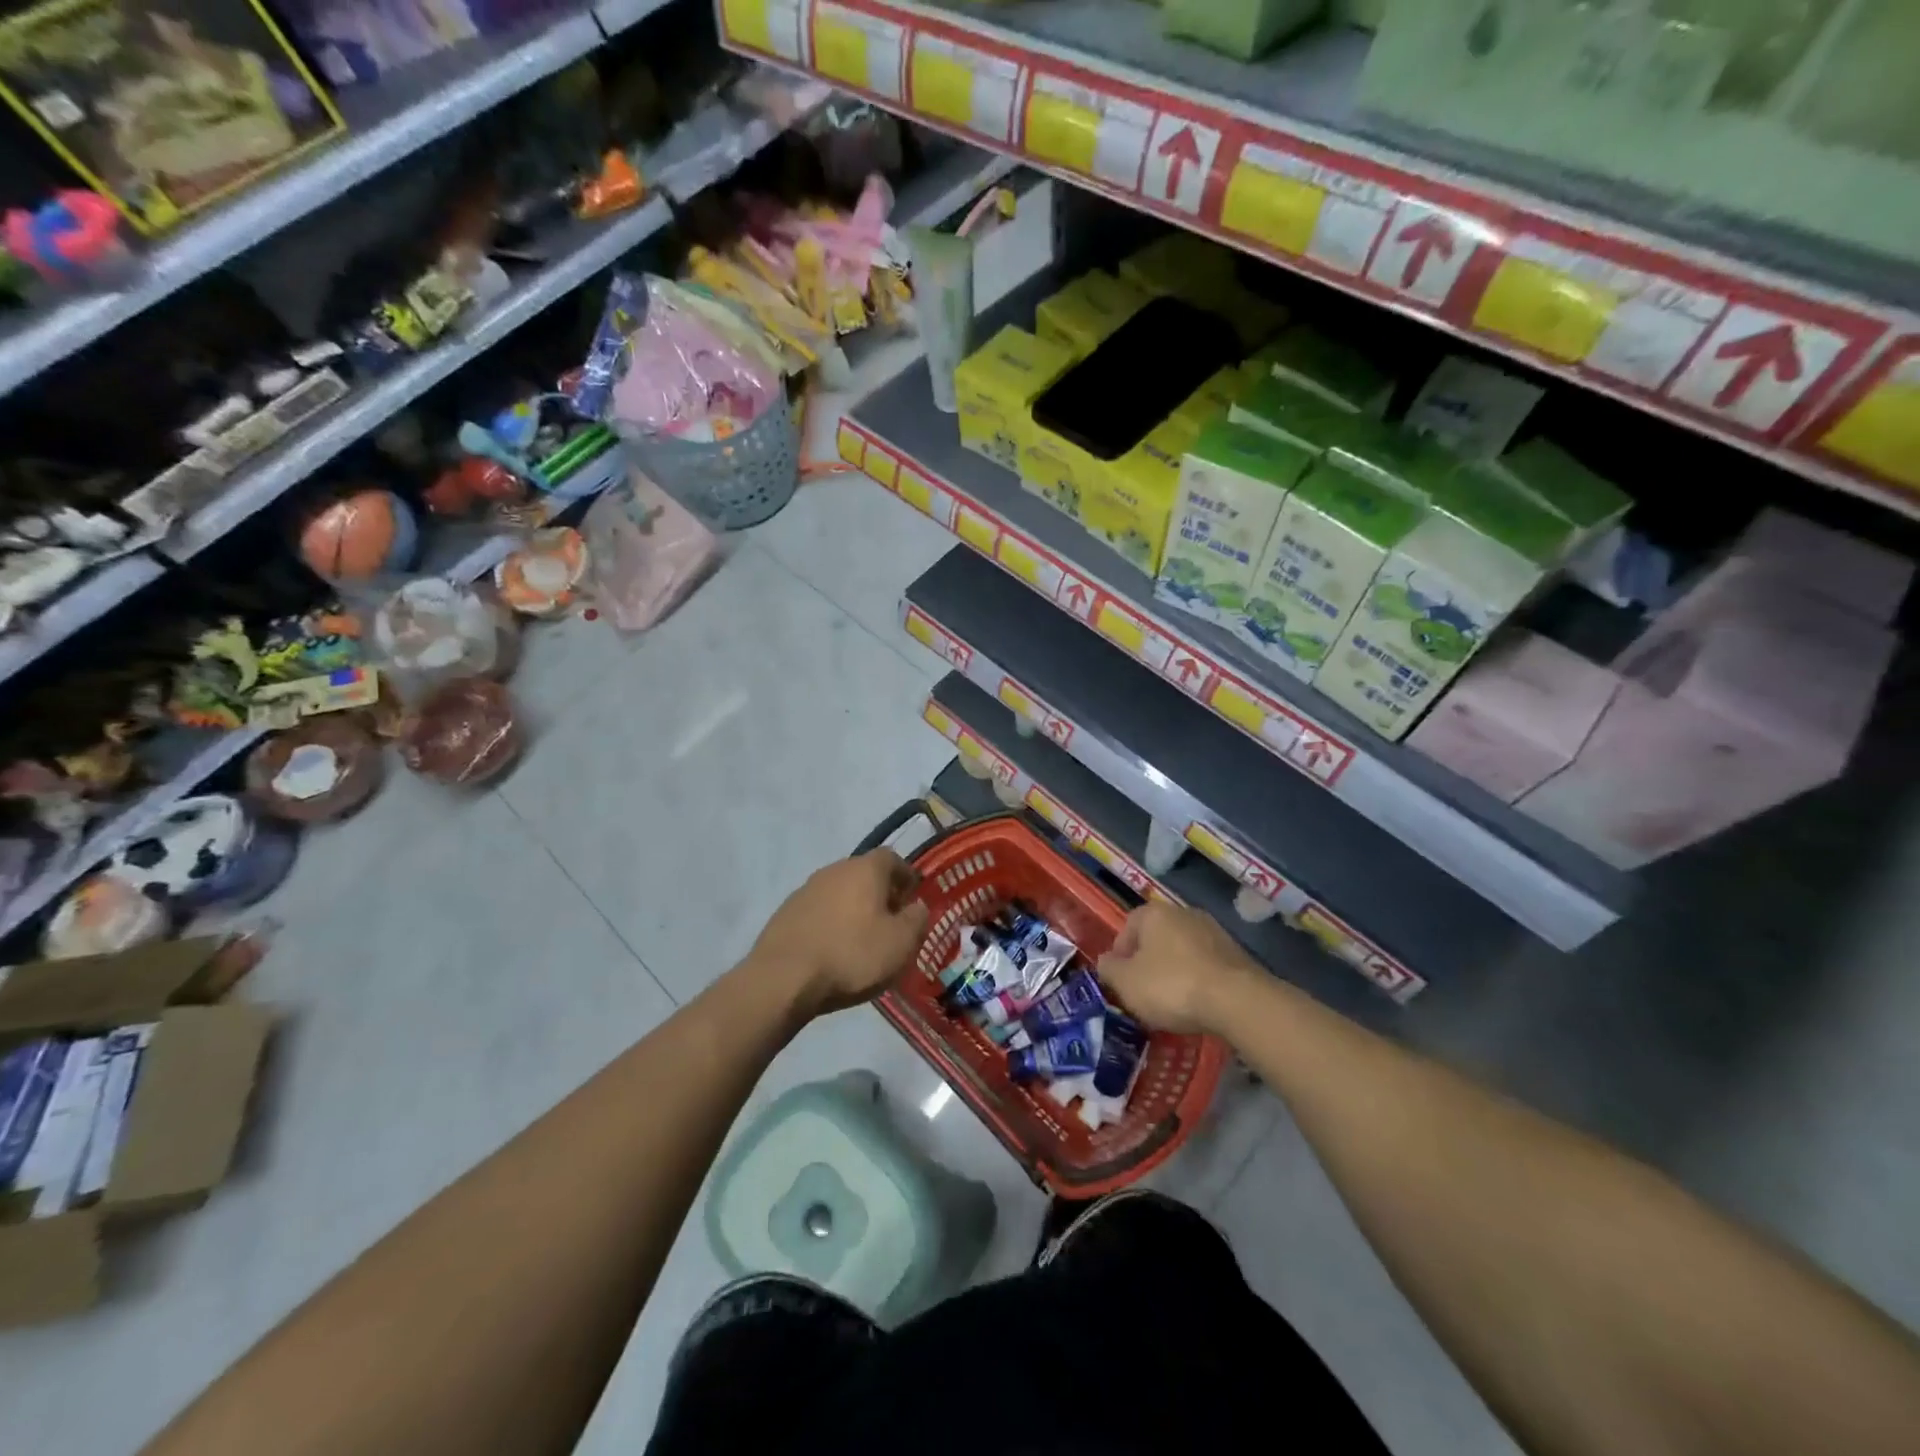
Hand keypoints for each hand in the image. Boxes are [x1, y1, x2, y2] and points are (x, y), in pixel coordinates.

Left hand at [750, 849, 929, 1016]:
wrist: (783, 978)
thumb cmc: (852, 955)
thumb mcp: (901, 943)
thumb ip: (917, 919)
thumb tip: (917, 906)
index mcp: (865, 869)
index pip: (892, 858)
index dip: (905, 876)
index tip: (912, 898)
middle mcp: (834, 869)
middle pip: (864, 873)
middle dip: (879, 893)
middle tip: (890, 921)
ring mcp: (805, 889)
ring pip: (839, 892)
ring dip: (853, 908)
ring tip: (861, 939)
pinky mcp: (785, 913)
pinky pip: (818, 911)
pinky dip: (830, 923)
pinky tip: (833, 949)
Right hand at [1099, 902, 1257, 1034]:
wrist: (1237, 1000)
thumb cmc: (1171, 985)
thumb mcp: (1126, 983)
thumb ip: (1109, 969)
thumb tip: (1105, 962)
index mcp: (1153, 913)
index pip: (1127, 927)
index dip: (1120, 955)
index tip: (1120, 981)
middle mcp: (1183, 913)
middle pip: (1156, 937)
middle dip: (1147, 962)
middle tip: (1143, 991)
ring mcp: (1213, 931)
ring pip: (1182, 950)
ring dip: (1173, 971)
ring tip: (1171, 1002)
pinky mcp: (1236, 953)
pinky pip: (1205, 965)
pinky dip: (1197, 980)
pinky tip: (1197, 1003)